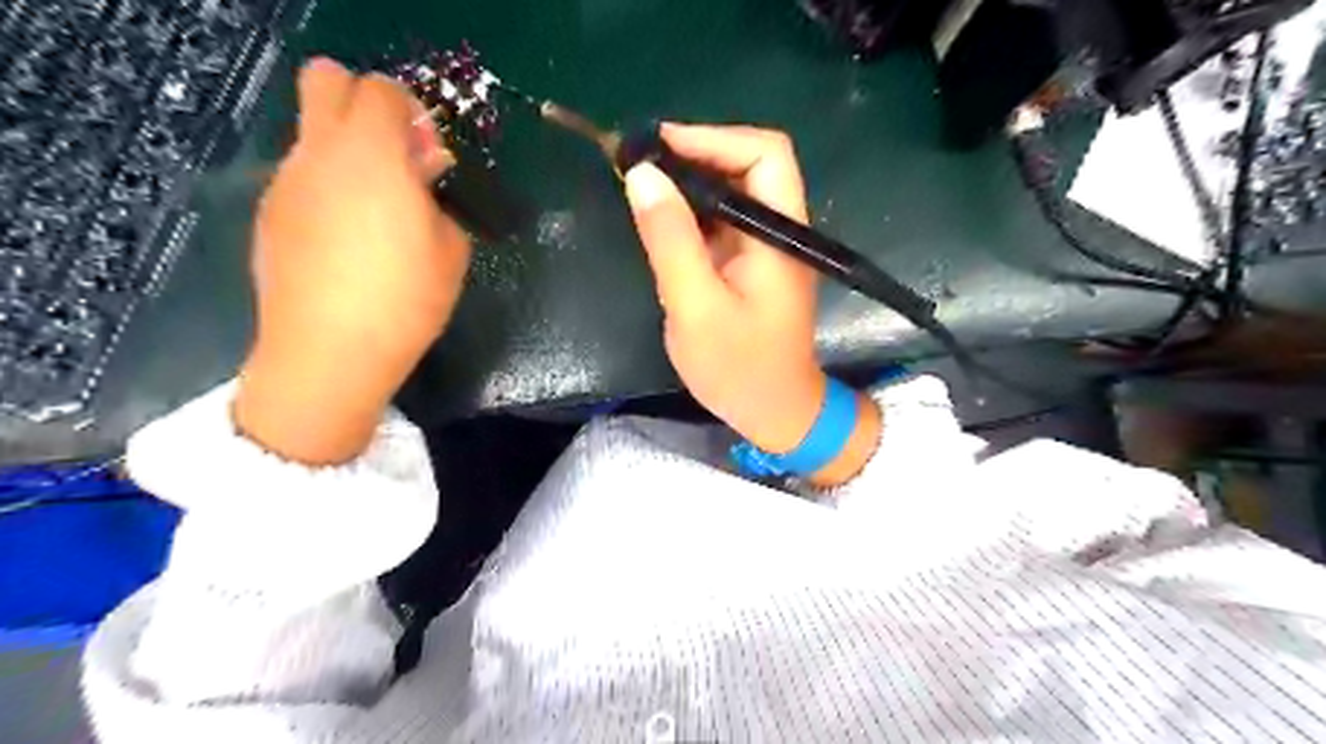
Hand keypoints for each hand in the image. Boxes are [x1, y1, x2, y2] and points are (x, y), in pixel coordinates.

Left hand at [232, 57, 470, 463]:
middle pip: (326, 80)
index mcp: (371, 156)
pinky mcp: (270, 214)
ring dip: (349, 154)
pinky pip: (303, 177)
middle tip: (397, 161)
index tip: (430, 158)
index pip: (382, 89)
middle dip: (366, 105)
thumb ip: (439, 196)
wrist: (329, 353)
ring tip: (376, 218)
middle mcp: (318, 154)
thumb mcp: (451, 250)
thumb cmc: (405, 300)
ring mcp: (286, 183)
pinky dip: (328, 189)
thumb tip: (423, 171)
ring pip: (314, 134)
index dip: (412, 113)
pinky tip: (347, 244)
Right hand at [624, 124, 877, 484]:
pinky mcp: (748, 262)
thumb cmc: (739, 368)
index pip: (764, 154)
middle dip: (694, 155)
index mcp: (779, 234)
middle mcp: (778, 229)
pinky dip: (688, 211)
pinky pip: (720, 220)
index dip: (712, 137)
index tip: (657, 147)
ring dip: (687, 182)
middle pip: (747, 164)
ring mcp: (764, 246)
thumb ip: (670, 240)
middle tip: (637, 165)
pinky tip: (658, 218)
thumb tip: (642, 174)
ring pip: (730, 190)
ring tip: (638, 185)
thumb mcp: (696, 306)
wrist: (773, 412)